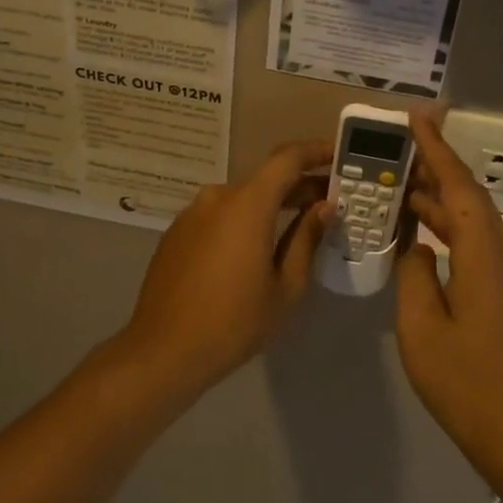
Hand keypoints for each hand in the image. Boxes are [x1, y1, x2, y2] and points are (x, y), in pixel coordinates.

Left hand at [120, 140, 334, 395]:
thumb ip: (306, 238)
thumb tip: (323, 207)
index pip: (287, 159)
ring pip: (241, 198)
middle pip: (265, 179)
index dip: (316, 152)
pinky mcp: (177, 233)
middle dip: (299, 185)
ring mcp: (192, 214)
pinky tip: (255, 248)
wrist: (163, 350)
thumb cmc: (234, 322)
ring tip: (297, 226)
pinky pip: (219, 216)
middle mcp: (217, 197)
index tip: (339, 156)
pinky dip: (243, 220)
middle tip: (329, 201)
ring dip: (270, 205)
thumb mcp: (285, 286)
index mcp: (247, 204)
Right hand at [394, 113, 502, 456]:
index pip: (458, 187)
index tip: (415, 117)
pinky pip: (471, 245)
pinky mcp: (502, 296)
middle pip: (466, 198)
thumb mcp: (421, 326)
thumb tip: (417, 246)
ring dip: (436, 200)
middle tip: (395, 148)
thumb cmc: (465, 382)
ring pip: (469, 222)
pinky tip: (418, 235)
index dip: (436, 149)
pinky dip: (444, 229)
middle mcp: (501, 255)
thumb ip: (414, 274)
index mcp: (483, 255)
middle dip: (434, 168)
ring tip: (397, 185)